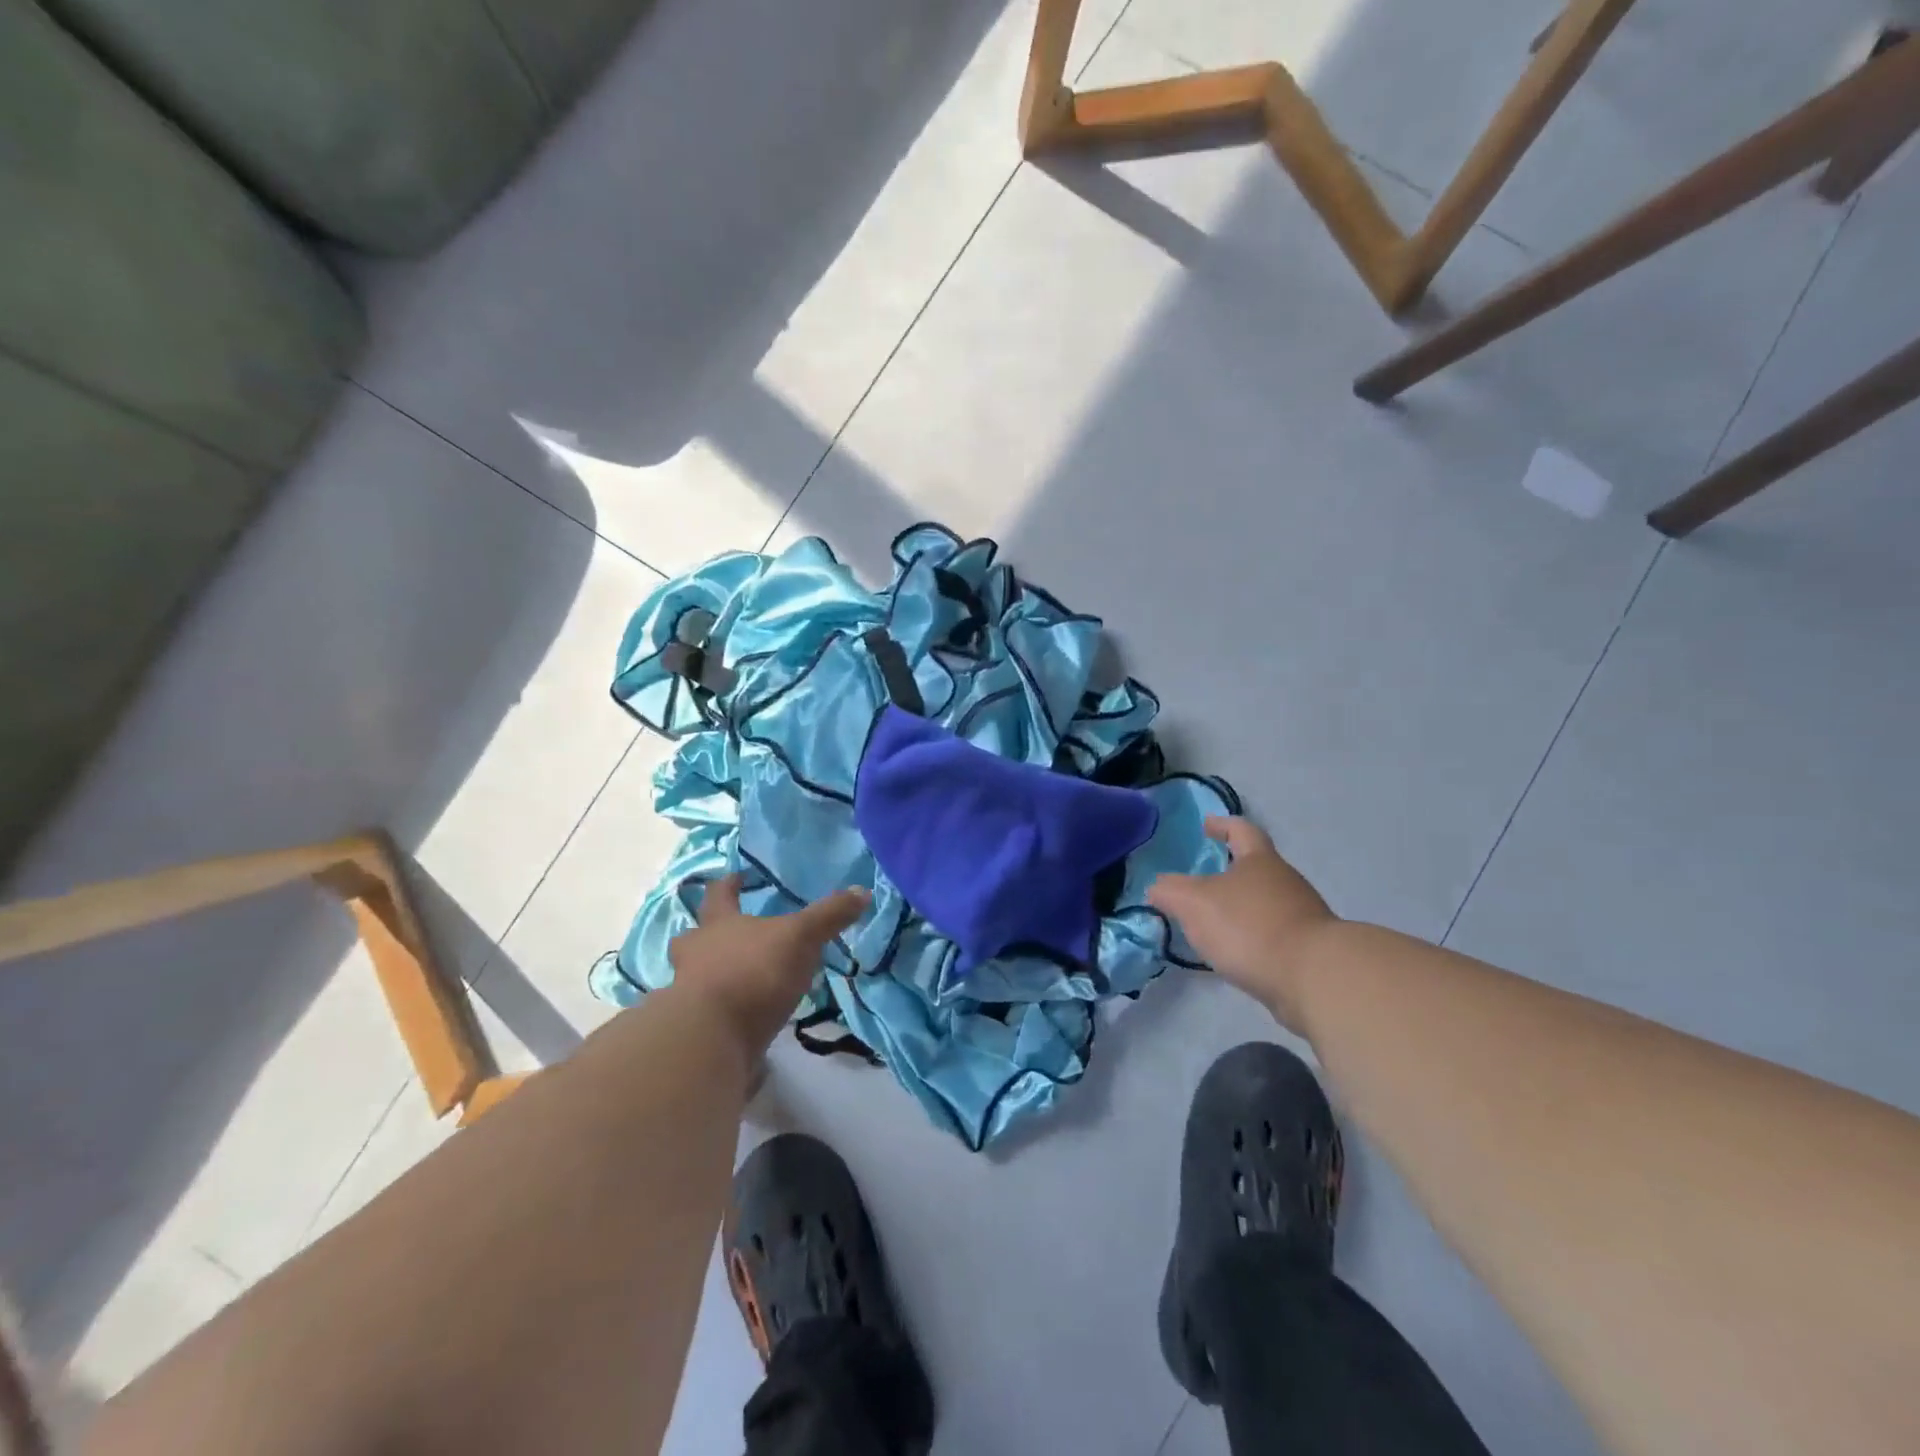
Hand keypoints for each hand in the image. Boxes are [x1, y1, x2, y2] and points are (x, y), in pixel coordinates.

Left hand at [668, 875, 867, 1057]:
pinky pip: (708, 1011)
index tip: (735, 877)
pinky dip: (723, 1010)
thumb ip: (829, 915)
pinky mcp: (696, 1028)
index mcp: (719, 924)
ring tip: (738, 977)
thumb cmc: (753, 972)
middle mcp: (696, 954)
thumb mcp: (801, 937)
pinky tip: (743, 1016)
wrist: (711, 1037)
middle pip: (693, 936)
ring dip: (712, 973)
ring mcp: (689, 992)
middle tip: (723, 934)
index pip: (719, 895)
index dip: (728, 884)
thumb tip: (863, 891)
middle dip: (706, 934)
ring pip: (695, 974)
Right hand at [1148, 817, 1335, 1030]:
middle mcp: (1285, 881)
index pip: (1241, 830)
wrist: (1315, 977)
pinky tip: (1235, 954)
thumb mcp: (1194, 903)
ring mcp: (1302, 916)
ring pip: (1265, 903)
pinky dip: (1252, 939)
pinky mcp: (1309, 950)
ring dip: (1240, 909)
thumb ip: (1170, 891)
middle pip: (1256, 868)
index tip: (1206, 825)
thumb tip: (1157, 887)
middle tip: (1200, 883)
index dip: (1223, 825)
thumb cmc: (1250, 926)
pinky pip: (1273, 935)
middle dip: (1230, 872)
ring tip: (1212, 925)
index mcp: (1260, 860)